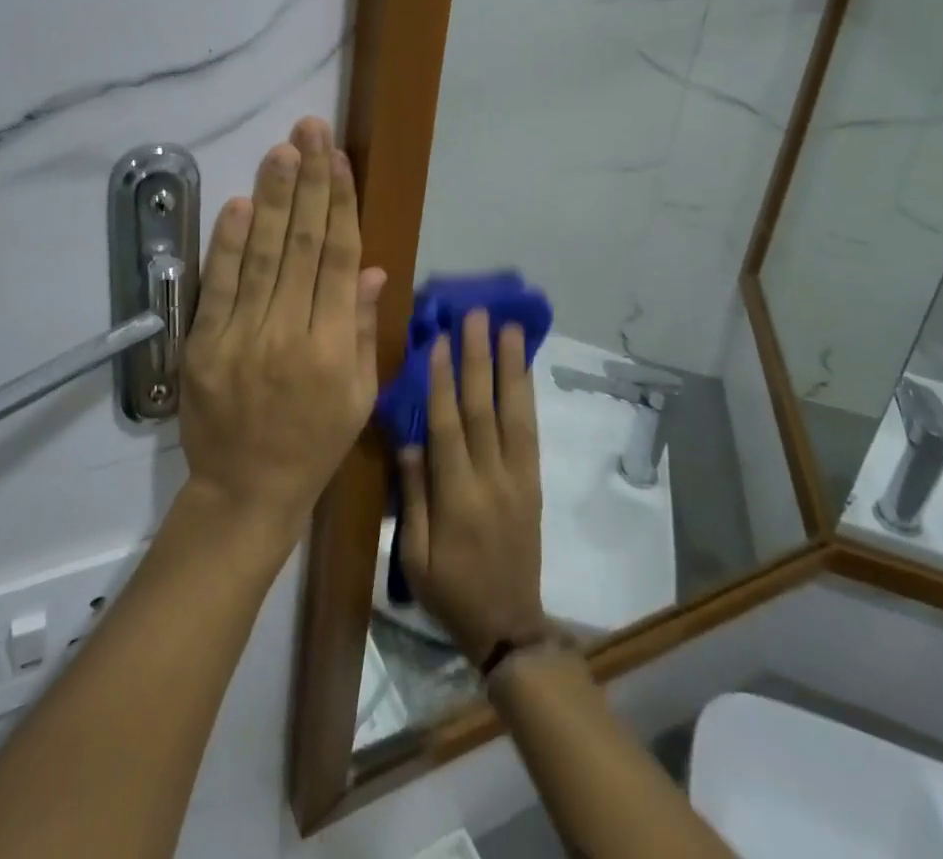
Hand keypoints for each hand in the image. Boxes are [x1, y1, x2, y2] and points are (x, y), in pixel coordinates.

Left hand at [179, 117, 387, 544]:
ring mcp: (242, 337)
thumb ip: (364, 329)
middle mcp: (290, 334)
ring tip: (283, 151)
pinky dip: (228, 243)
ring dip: (273, 198)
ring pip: (263, 255)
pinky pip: (219, 286)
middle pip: (303, 245)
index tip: (339, 159)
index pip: (339, 258)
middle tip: (310, 130)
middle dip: (309, 182)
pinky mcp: (204, 345)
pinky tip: (241, 204)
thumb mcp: (359, 396)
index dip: (340, 204)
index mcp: (334, 347)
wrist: (246, 490)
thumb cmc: (314, 443)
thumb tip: (371, 269)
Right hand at [396, 311, 548, 665]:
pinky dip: (527, 397)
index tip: (437, 340)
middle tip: (475, 316)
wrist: (509, 626)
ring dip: (510, 367)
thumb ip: (414, 495)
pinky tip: (523, 370)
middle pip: (484, 409)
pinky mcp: (533, 483)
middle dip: (478, 359)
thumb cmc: (450, 591)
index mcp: (457, 498)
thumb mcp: (414, 555)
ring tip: (508, 329)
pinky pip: (531, 433)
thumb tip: (409, 440)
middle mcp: (492, 480)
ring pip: (514, 414)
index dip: (441, 382)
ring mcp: (518, 479)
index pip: (448, 427)